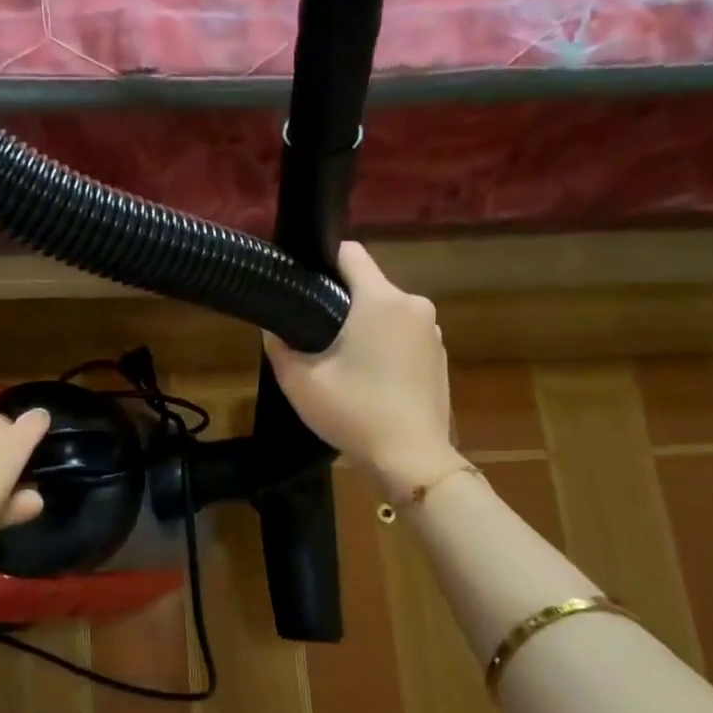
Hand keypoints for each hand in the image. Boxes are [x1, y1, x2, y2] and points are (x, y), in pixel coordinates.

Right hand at [263, 241, 465, 497]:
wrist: (412, 459)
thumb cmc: (354, 412)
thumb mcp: (300, 381)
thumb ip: (280, 346)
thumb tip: (273, 328)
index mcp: (381, 300)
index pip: (350, 253)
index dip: (322, 261)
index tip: (302, 283)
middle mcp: (413, 305)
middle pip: (367, 285)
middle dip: (340, 301)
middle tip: (311, 332)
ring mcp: (432, 332)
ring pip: (385, 312)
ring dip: (363, 325)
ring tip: (339, 359)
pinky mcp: (439, 356)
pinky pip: (403, 335)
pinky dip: (384, 346)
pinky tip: (367, 379)